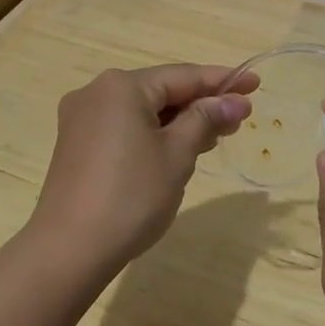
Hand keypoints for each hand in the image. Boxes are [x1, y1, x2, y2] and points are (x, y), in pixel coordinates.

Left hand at [32, 64, 257, 272]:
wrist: (69, 249)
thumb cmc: (131, 196)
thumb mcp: (177, 155)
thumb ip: (205, 121)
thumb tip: (234, 102)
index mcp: (122, 86)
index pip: (182, 76)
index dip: (222, 81)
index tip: (255, 83)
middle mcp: (97, 92)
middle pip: (160, 91)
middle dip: (201, 103)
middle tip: (240, 117)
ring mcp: (82, 119)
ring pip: (142, 111)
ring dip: (178, 121)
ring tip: (216, 135)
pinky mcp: (76, 144)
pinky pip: (124, 127)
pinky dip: (153, 134)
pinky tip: (178, 148)